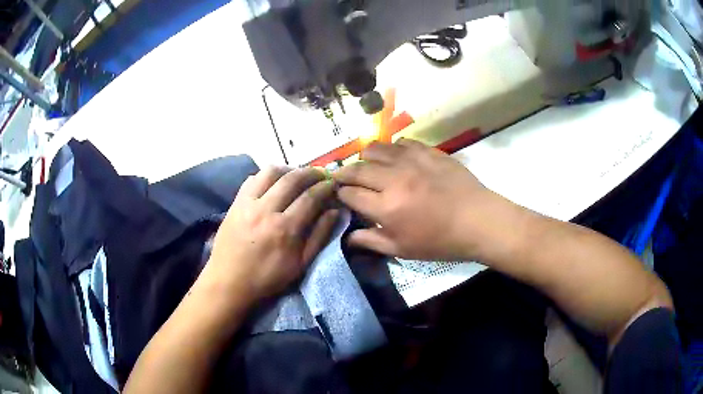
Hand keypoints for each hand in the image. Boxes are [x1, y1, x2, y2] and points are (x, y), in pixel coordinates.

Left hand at [204, 167, 338, 306]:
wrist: (229, 282)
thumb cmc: (267, 278)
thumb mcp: (300, 264)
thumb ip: (319, 236)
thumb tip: (335, 211)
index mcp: (285, 229)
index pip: (310, 197)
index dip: (325, 188)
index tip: (333, 184)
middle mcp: (266, 210)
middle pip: (292, 179)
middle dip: (310, 173)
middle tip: (320, 174)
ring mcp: (247, 203)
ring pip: (270, 172)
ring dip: (288, 169)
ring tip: (296, 175)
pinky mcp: (235, 203)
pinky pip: (252, 179)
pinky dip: (266, 176)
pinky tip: (273, 183)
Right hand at [334, 139, 517, 261]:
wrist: (477, 220)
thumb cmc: (440, 241)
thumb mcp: (403, 249)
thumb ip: (372, 241)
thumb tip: (348, 237)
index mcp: (386, 207)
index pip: (350, 194)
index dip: (340, 194)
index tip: (340, 195)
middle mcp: (393, 179)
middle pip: (357, 169)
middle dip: (344, 173)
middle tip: (341, 177)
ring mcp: (411, 161)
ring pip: (376, 149)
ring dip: (365, 157)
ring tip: (367, 164)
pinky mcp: (428, 151)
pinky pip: (401, 142)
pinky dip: (392, 149)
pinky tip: (396, 158)